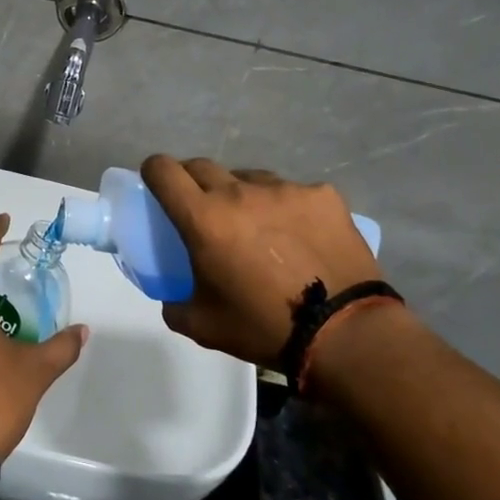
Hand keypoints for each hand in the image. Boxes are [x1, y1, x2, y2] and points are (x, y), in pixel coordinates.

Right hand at [140, 155, 382, 366]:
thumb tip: (173, 295)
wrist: (345, 332)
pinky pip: (292, 191)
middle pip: (202, 166)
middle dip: (193, 183)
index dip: (154, 172)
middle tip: (204, 212)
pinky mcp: (322, 194)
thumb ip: (174, 304)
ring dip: (241, 194)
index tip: (157, 185)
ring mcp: (284, 189)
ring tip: (258, 227)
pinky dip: (286, 208)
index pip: (164, 170)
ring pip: (249, 177)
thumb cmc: (264, 327)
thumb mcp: (203, 325)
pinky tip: (300, 237)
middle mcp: (240, 192)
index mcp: (204, 219)